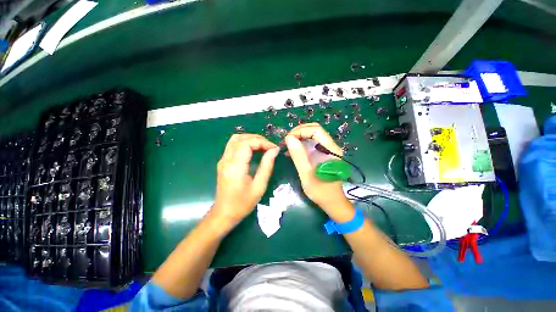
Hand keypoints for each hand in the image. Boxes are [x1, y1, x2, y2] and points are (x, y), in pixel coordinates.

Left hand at [212, 134, 279, 227]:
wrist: (224, 213)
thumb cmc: (243, 203)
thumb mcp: (259, 186)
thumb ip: (267, 166)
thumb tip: (274, 150)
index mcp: (235, 166)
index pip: (247, 143)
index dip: (262, 142)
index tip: (273, 148)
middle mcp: (226, 159)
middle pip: (241, 138)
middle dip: (258, 139)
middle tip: (270, 147)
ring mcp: (223, 160)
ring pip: (235, 139)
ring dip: (250, 139)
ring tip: (263, 146)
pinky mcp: (223, 162)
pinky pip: (233, 145)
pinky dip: (244, 143)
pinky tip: (253, 149)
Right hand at [285, 123, 353, 220]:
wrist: (332, 202)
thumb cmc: (321, 191)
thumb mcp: (306, 174)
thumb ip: (298, 156)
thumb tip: (289, 138)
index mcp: (330, 150)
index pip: (316, 130)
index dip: (300, 131)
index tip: (288, 139)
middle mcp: (331, 146)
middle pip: (314, 130)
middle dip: (299, 132)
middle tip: (286, 141)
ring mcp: (327, 150)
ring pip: (312, 136)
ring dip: (299, 137)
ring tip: (287, 145)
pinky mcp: (323, 154)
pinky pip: (311, 143)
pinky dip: (301, 144)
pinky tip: (292, 151)